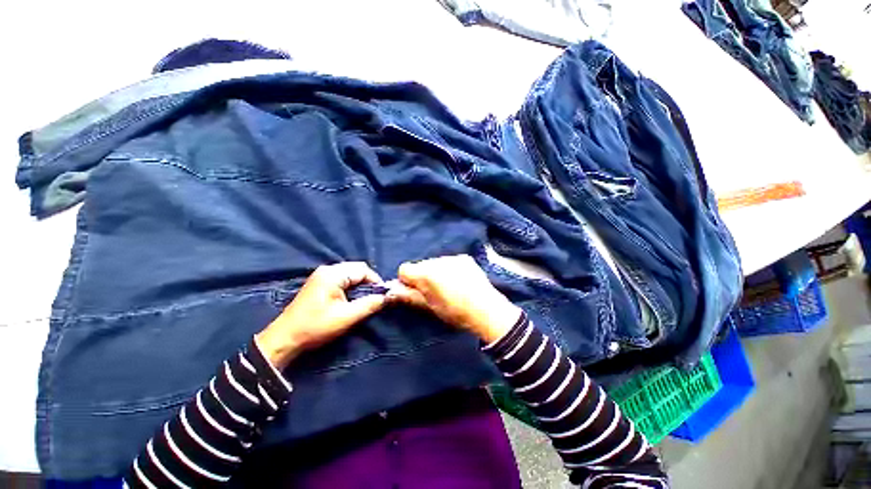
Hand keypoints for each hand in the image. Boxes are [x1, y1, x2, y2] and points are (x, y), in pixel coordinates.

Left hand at [256, 262, 386, 368]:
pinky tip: (351, 300)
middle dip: (368, 283)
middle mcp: (327, 269)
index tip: (382, 296)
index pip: (363, 269)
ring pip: (350, 274)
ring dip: (360, 285)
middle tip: (374, 299)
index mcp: (333, 274)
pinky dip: (351, 287)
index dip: (375, 281)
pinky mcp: (319, 283)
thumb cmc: (316, 327)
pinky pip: (342, 279)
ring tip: (364, 300)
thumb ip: (370, 304)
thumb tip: (387, 296)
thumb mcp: (347, 317)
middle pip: (357, 269)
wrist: (285, 339)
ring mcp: (321, 275)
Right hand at [387, 255, 521, 342]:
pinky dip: (449, 269)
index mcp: (426, 272)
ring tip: (448, 287)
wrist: (486, 310)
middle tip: (433, 291)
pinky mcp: (464, 258)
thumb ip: (408, 296)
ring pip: (434, 262)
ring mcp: (452, 257)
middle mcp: (437, 260)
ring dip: (436, 272)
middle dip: (422, 276)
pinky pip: (449, 261)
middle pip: (420, 265)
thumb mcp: (429, 307)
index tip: (415, 291)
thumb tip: (390, 292)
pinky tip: (459, 281)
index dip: (406, 281)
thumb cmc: (455, 312)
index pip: (404, 269)